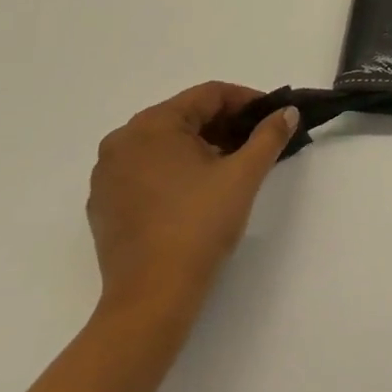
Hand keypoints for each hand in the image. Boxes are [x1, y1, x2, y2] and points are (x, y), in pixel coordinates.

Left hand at [87, 82, 299, 331]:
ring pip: (164, 144)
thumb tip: (286, 112)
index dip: (246, 101)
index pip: (208, 95)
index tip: (273, 117)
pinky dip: (175, 170)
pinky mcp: (104, 204)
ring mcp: (108, 175)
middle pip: (184, 117)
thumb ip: (269, 136)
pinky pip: (146, 170)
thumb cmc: (199, 225)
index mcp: (152, 125)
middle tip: (258, 142)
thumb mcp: (243, 175)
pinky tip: (199, 193)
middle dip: (225, 125)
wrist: (152, 296)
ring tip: (233, 168)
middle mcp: (122, 141)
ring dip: (202, 147)